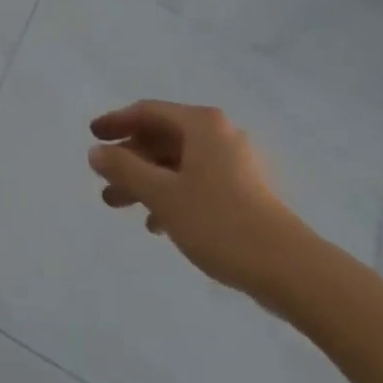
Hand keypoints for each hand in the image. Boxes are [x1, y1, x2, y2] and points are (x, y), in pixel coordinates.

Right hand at [88, 101, 312, 297]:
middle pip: (162, 138)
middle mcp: (219, 135)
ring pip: (177, 163)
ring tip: (119, 206)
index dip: (116, 122)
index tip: (92, 136)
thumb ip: (124, 168)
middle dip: (129, 160)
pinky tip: (156, 224)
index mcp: (201, 124)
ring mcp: (234, 164)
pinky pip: (196, 182)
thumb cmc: (219, 222)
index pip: (148, 112)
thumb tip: (96, 151)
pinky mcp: (244, 193)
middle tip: (103, 180)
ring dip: (146, 181)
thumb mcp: (161, 194)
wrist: (290, 270)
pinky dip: (171, 195)